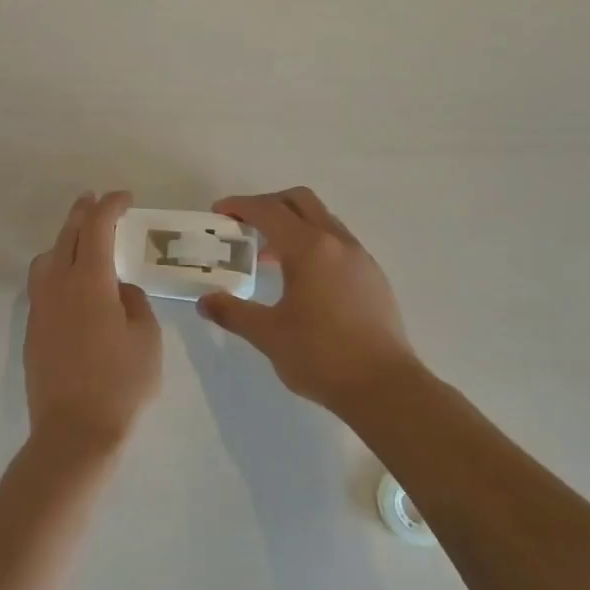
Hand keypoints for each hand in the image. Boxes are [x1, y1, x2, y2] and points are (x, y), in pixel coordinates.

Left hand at [25, 191, 161, 449]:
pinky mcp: (33, 330)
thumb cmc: (121, 383)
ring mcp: (40, 308)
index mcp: (89, 281)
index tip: (124, 197)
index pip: (97, 228)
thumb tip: (118, 291)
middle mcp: (58, 286)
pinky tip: (73, 285)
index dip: (110, 206)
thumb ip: (134, 303)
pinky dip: (57, 269)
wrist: (74, 431)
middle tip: (96, 200)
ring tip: (82, 243)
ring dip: (65, 241)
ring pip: (47, 259)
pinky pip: (42, 284)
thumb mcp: (146, 338)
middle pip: (67, 236)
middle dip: (83, 213)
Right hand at [198, 187, 420, 414]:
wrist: (384, 387)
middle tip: (244, 226)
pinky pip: (337, 243)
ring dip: (292, 226)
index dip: (240, 206)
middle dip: (269, 205)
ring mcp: (360, 258)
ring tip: (269, 257)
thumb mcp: (268, 335)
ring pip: (322, 221)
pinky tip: (301, 280)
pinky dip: (313, 245)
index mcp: (309, 248)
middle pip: (300, 201)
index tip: (219, 213)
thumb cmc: (321, 356)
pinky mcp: (373, 277)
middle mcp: (337, 242)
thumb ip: (233, 313)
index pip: (268, 211)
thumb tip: (205, 301)